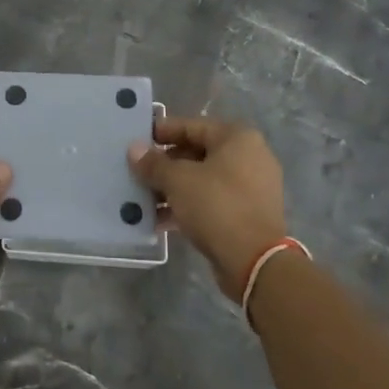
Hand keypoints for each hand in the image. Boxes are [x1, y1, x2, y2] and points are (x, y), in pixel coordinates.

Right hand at [129, 117, 286, 295]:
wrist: (254, 262)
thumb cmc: (216, 206)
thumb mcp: (178, 181)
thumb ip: (154, 163)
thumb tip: (134, 149)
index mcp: (238, 138)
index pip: (192, 126)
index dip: (162, 131)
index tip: (138, 139)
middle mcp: (250, 157)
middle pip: (197, 153)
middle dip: (165, 165)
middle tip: (138, 172)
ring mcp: (252, 187)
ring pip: (203, 180)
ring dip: (173, 188)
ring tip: (144, 198)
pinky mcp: (248, 214)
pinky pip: (212, 201)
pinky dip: (189, 206)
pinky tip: (161, 219)